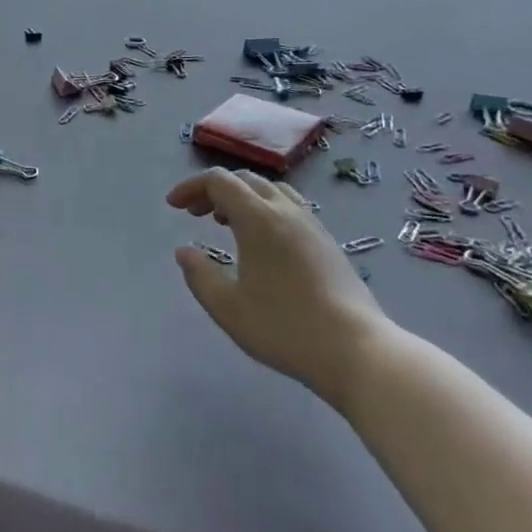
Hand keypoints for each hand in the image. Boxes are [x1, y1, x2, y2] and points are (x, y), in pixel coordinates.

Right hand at [169, 169, 395, 409]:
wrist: (358, 351)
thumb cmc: (285, 328)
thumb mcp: (228, 308)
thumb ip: (199, 275)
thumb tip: (184, 251)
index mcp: (258, 218)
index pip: (219, 181)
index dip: (191, 187)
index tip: (173, 206)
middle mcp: (285, 211)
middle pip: (245, 180)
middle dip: (214, 190)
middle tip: (195, 214)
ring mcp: (312, 225)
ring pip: (271, 190)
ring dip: (242, 197)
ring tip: (226, 223)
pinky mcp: (327, 242)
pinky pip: (289, 207)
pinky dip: (265, 209)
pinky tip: (262, 242)